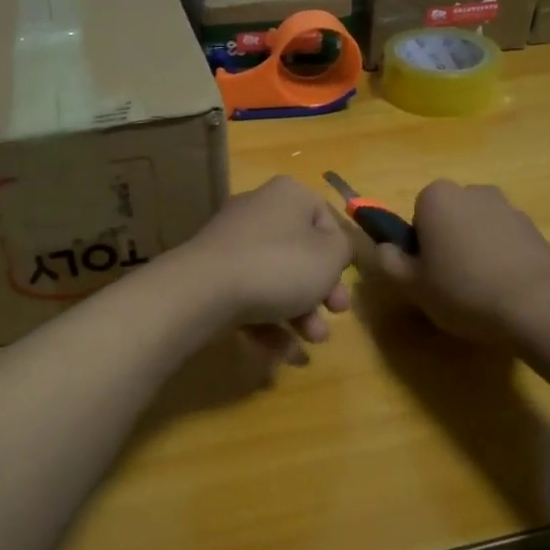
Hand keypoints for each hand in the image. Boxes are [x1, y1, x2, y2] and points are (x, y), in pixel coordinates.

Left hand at [166, 177, 353, 362]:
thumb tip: (335, 249)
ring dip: (300, 313)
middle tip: (336, 314)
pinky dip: (269, 323)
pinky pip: (250, 296)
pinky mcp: (213, 275)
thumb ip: (344, 250)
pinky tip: (285, 354)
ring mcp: (231, 244)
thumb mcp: (330, 257)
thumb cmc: (279, 265)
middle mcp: (258, 211)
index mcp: (288, 195)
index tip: (344, 279)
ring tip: (313, 341)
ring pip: (276, 279)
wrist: (206, 290)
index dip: (339, 253)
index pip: (324, 218)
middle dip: (321, 290)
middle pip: (300, 252)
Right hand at [367, 180, 549, 344]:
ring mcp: (508, 207)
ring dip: (474, 250)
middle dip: (446, 243)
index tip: (426, 273)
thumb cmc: (464, 290)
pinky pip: (505, 241)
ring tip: (480, 290)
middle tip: (449, 283)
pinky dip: (500, 258)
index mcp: (437, 197)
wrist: (539, 306)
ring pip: (477, 228)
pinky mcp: (534, 228)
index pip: (416, 215)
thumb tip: (383, 247)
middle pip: (448, 218)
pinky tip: (504, 289)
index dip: (418, 246)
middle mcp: (473, 191)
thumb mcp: (412, 285)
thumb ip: (388, 261)